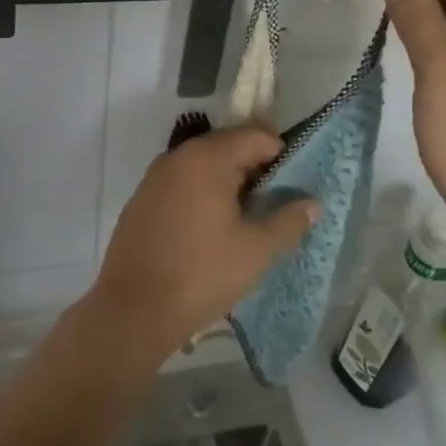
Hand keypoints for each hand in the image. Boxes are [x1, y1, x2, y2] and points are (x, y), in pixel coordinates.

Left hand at [87, 127, 317, 363]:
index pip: (255, 135)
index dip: (281, 154)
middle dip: (254, 168)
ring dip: (227, 182)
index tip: (293, 184)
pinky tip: (209, 229)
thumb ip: (289, 221)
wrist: (133, 310)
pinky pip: (181, 183)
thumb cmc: (202, 274)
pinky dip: (201, 193)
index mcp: (207, 158)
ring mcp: (154, 178)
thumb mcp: (256, 250)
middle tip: (273, 203)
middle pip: (227, 145)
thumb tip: (313, 203)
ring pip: (202, 165)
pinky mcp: (141, 200)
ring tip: (245, 218)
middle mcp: (177, 157)